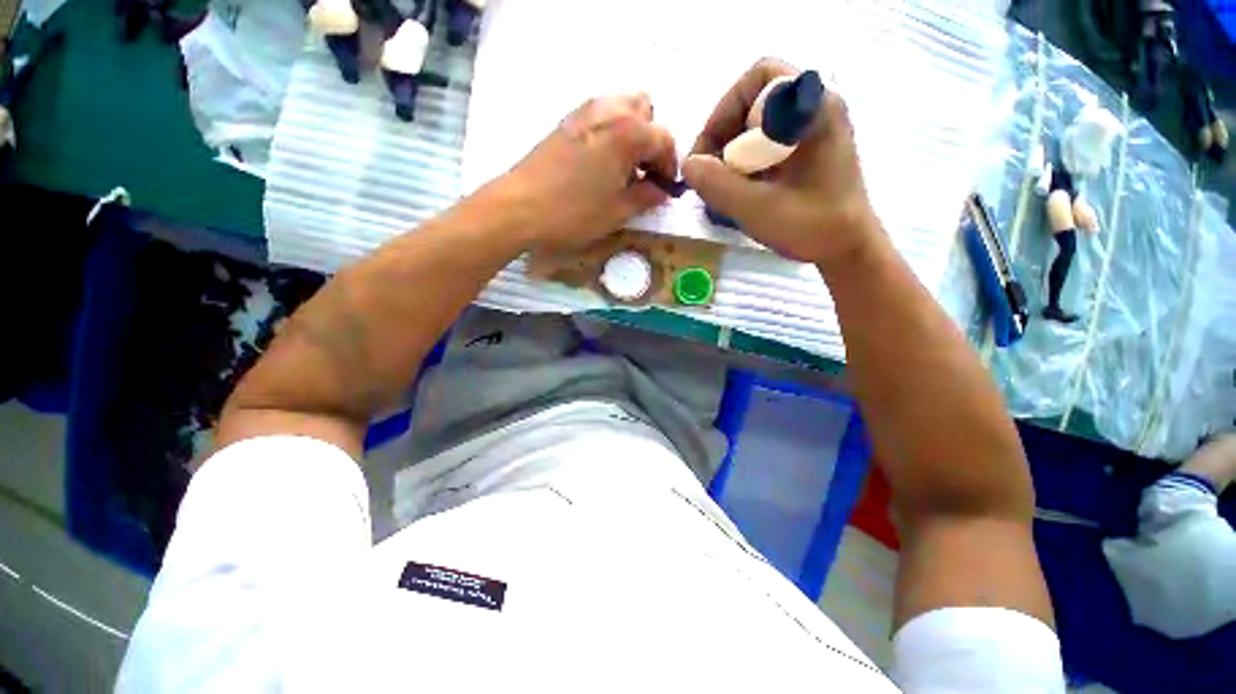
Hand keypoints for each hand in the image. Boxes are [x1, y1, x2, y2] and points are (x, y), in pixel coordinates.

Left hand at [500, 93, 677, 246]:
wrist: (519, 207)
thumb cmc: (574, 213)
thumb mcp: (618, 212)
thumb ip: (646, 197)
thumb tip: (661, 191)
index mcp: (628, 131)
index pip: (664, 139)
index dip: (670, 165)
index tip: (666, 187)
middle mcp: (609, 109)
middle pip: (645, 108)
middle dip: (651, 138)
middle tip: (644, 171)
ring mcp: (584, 110)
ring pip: (621, 107)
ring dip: (632, 131)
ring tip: (623, 167)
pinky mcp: (566, 120)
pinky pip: (600, 114)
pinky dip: (610, 131)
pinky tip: (601, 162)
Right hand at [682, 59, 884, 269]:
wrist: (849, 247)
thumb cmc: (811, 225)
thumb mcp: (757, 207)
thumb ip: (718, 185)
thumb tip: (687, 165)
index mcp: (812, 108)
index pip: (759, 77)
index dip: (726, 109)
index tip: (710, 151)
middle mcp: (817, 106)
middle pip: (756, 98)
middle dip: (726, 133)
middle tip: (712, 170)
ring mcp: (816, 127)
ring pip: (760, 121)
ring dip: (734, 149)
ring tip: (725, 183)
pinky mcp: (812, 148)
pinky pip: (769, 139)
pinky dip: (748, 159)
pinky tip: (743, 186)